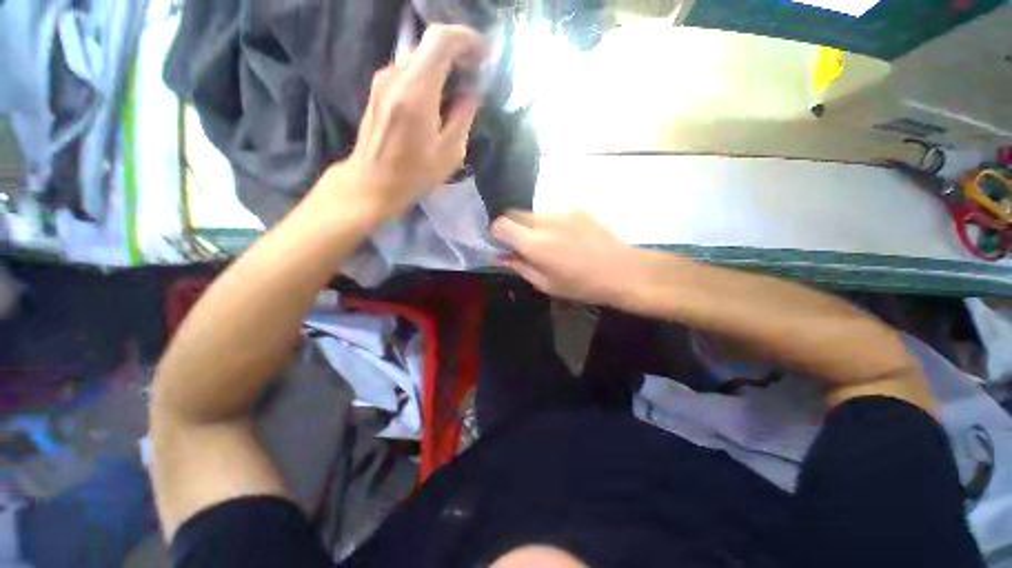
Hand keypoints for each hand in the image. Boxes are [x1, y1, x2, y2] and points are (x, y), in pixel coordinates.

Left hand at [339, 25, 487, 214]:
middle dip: (458, 52)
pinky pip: (409, 71)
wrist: (372, 182)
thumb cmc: (413, 174)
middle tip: (477, 72)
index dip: (467, 39)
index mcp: (416, 91)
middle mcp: (396, 76)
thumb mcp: (449, 153)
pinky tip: (439, 96)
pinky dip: (429, 75)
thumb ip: (463, 117)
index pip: (441, 40)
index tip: (485, 54)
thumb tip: (470, 95)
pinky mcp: (379, 90)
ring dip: (443, 65)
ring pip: (419, 58)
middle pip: (430, 45)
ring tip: (461, 85)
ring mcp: (383, 81)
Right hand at [492, 211, 658, 305]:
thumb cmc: (582, 286)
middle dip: (513, 227)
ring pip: (535, 214)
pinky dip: (551, 224)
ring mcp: (564, 212)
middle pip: (516, 214)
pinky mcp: (579, 210)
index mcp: (536, 244)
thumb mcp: (546, 284)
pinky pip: (554, 214)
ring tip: (549, 243)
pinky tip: (567, 239)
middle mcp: (546, 222)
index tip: (502, 243)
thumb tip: (499, 256)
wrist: (623, 272)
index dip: (497, 232)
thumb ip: (520, 266)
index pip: (502, 224)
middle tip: (523, 245)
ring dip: (532, 226)